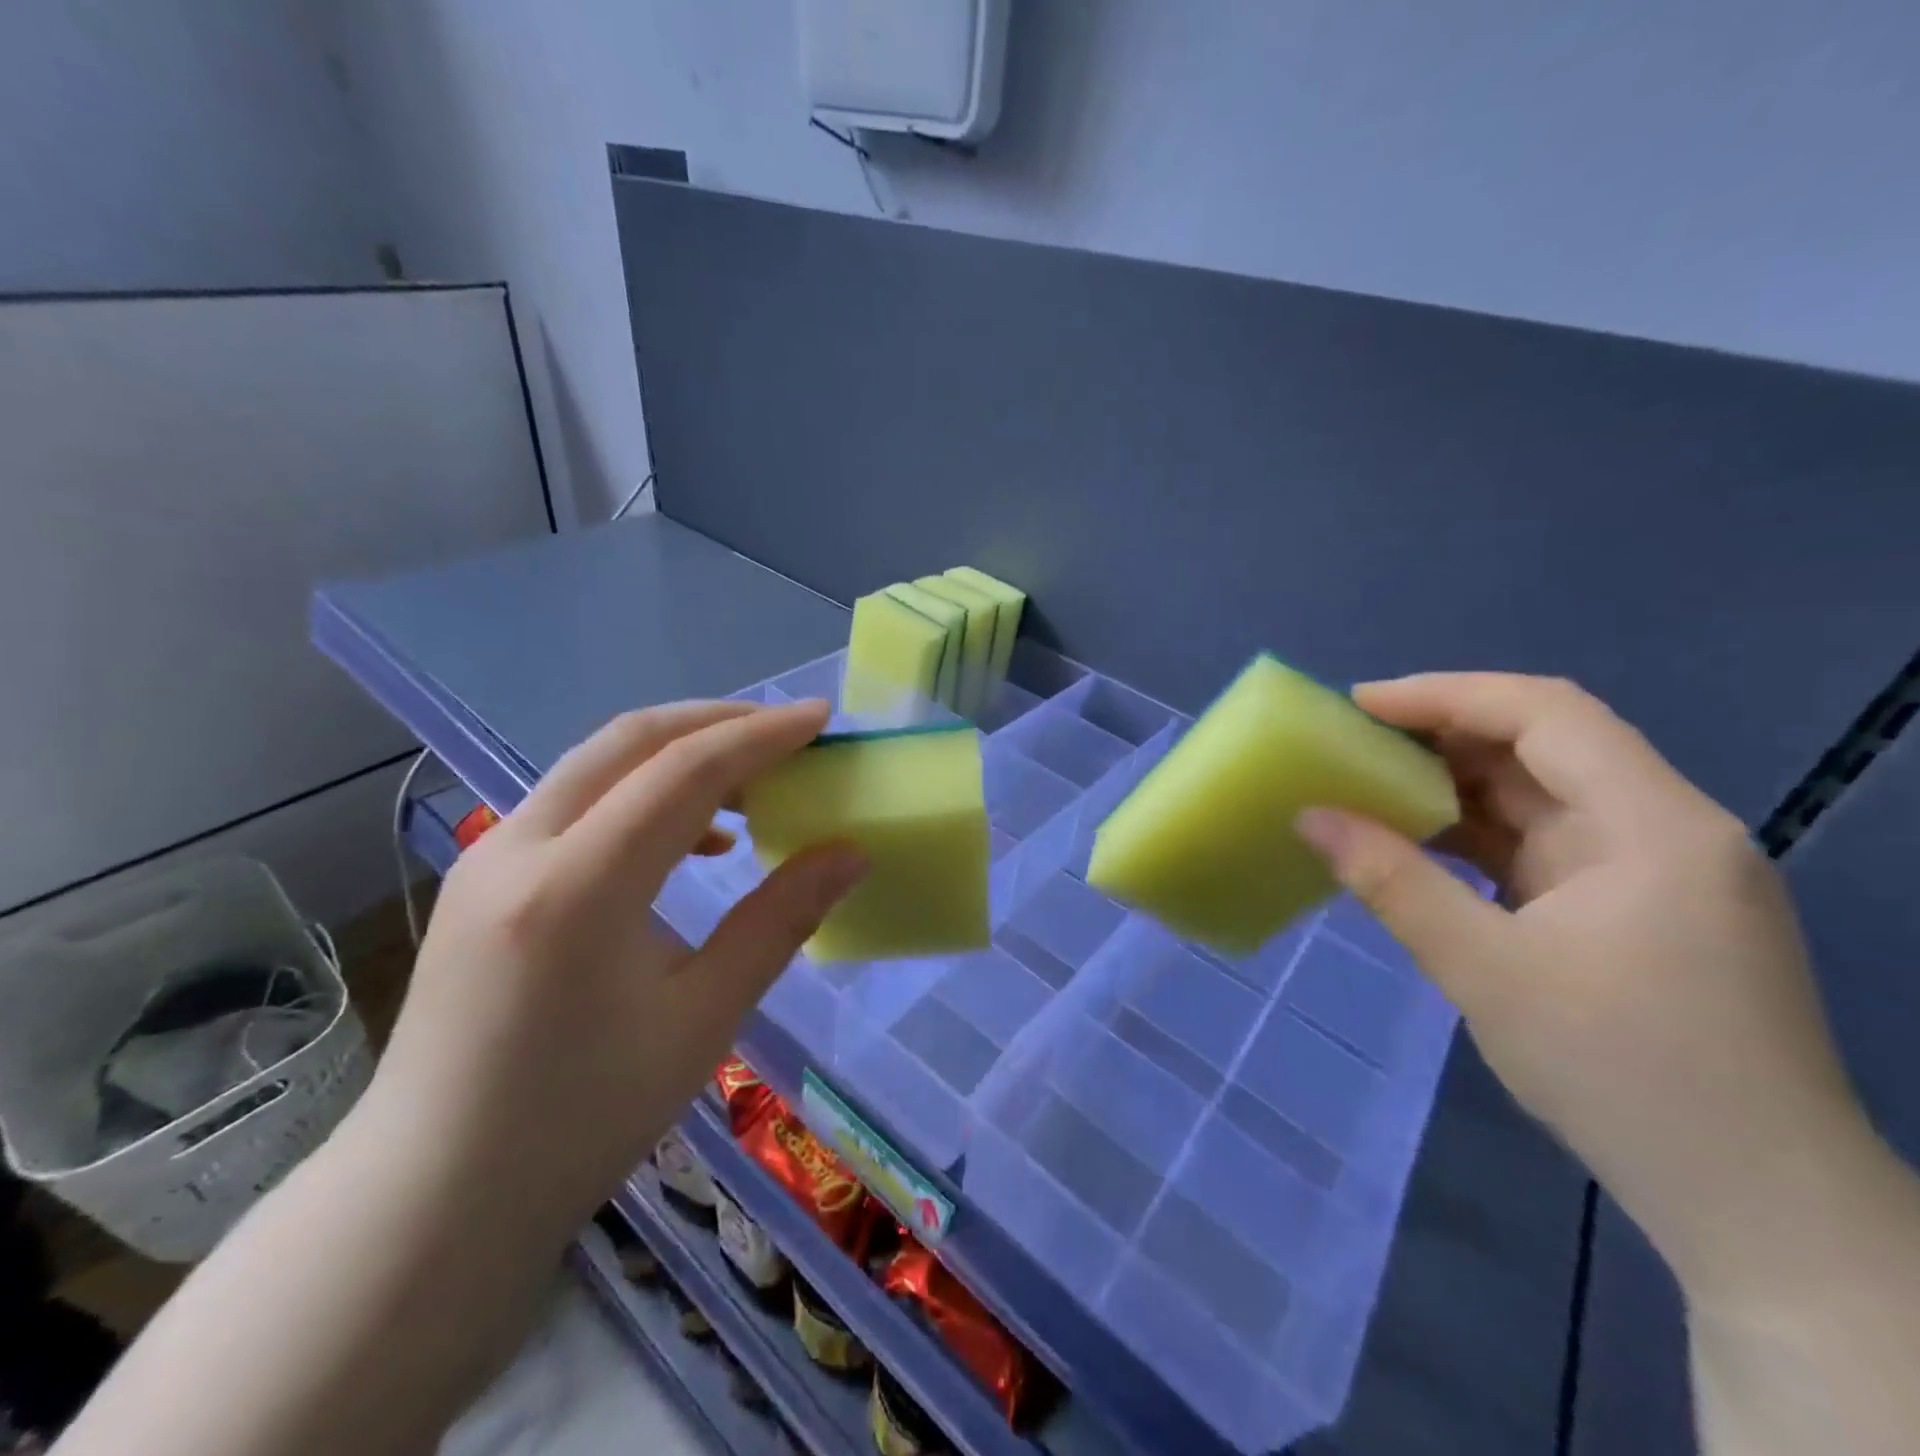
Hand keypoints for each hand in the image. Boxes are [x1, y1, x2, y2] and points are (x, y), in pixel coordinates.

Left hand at [361, 700, 865, 1247]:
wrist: (433, 1198)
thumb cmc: (582, 1120)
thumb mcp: (703, 1018)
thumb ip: (780, 919)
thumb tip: (850, 853)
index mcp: (577, 887)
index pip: (684, 770)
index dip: (762, 736)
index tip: (823, 718)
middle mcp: (521, 847)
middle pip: (632, 740)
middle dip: (720, 722)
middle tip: (791, 735)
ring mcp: (490, 857)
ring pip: (600, 763)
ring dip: (680, 754)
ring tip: (753, 783)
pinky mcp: (484, 876)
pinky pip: (577, 802)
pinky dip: (643, 794)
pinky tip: (693, 840)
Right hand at [1295, 673, 1877, 1307]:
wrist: (1753, 1204)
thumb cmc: (1623, 1072)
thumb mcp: (1484, 970)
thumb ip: (1392, 881)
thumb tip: (1310, 816)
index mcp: (1652, 825)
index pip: (1545, 714)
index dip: (1445, 695)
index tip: (1358, 705)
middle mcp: (1661, 829)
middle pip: (1543, 745)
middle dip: (1440, 734)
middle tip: (1349, 741)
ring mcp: (1648, 871)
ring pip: (1538, 794)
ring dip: (1452, 784)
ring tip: (1366, 781)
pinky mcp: (1629, 907)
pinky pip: (1539, 842)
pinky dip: (1473, 832)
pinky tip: (1416, 840)